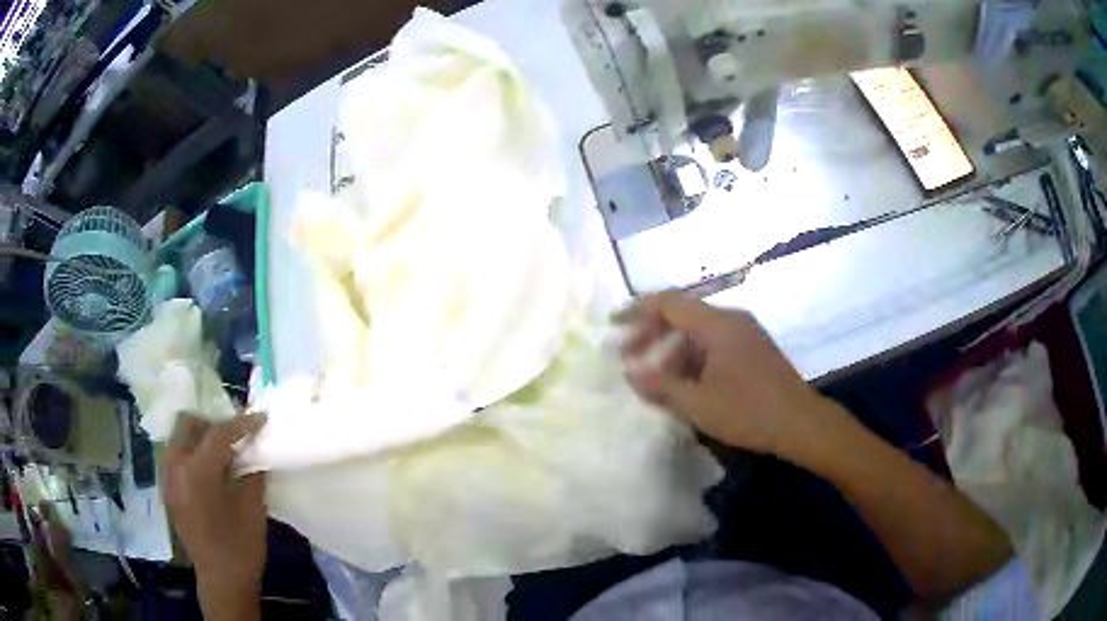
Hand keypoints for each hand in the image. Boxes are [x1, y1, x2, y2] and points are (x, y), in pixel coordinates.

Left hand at [164, 413, 267, 606]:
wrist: (221, 580)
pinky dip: (191, 452)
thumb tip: (254, 449)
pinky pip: (175, 455)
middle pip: (188, 423)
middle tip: (235, 436)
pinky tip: (209, 470)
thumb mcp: (254, 509)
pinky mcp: (167, 488)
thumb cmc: (241, 548)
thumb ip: (252, 472)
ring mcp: (167, 477)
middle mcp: (175, 467)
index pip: (219, 433)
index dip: (242, 423)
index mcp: (197, 472)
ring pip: (178, 437)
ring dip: (200, 436)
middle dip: (213, 423)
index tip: (261, 417)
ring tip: (222, 451)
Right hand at [616, 292, 829, 458]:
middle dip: (652, 335)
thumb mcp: (698, 404)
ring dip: (672, 351)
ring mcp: (746, 334)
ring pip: (699, 333)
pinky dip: (693, 359)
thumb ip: (660, 386)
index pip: (668, 303)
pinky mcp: (754, 351)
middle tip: (629, 359)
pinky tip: (686, 385)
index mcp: (717, 324)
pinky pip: (714, 345)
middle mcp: (732, 320)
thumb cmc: (749, 411)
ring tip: (655, 380)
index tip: (613, 325)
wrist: (801, 423)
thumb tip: (629, 373)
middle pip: (682, 316)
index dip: (636, 310)